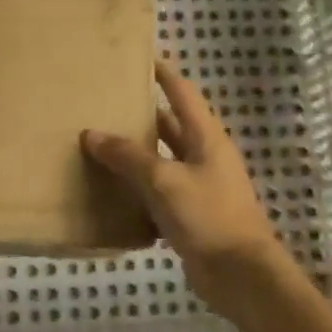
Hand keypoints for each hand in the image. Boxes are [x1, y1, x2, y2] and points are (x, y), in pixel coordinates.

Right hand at [82, 60, 288, 311]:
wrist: (239, 274)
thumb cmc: (208, 216)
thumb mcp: (164, 181)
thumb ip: (128, 156)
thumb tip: (91, 134)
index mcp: (206, 138)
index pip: (183, 94)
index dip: (164, 74)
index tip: (142, 57)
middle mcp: (203, 157)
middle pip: (170, 126)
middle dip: (142, 114)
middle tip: (106, 103)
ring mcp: (198, 187)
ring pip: (161, 161)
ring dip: (135, 154)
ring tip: (99, 143)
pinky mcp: (189, 216)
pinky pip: (158, 194)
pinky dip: (136, 190)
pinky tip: (110, 191)